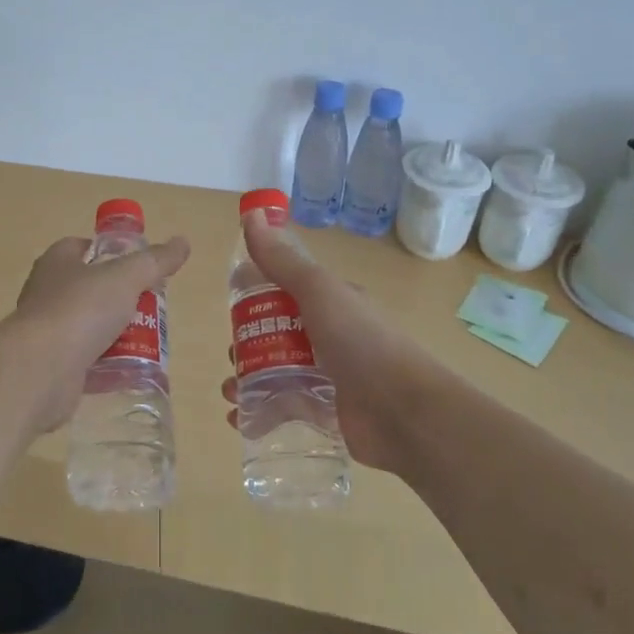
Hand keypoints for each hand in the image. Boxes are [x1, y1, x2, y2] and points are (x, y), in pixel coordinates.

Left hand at [12, 233, 189, 433]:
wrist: (41, 369)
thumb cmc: (80, 310)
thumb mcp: (125, 278)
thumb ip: (154, 261)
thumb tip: (182, 242)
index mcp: (57, 262)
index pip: (82, 246)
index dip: (109, 252)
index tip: (137, 265)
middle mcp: (46, 292)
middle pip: (89, 288)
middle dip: (119, 297)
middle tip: (151, 306)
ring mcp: (47, 331)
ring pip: (88, 326)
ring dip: (115, 333)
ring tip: (147, 341)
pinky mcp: (52, 365)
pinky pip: (85, 360)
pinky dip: (106, 365)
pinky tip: (129, 370)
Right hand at [220, 212, 443, 473]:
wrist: (405, 413)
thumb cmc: (361, 343)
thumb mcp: (318, 292)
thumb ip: (282, 260)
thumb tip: (251, 213)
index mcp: (330, 301)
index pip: (283, 289)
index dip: (254, 293)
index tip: (227, 303)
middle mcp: (328, 334)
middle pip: (275, 332)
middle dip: (245, 342)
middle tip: (230, 356)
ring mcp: (327, 375)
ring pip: (276, 371)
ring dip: (247, 379)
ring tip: (229, 393)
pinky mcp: (325, 411)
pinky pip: (285, 407)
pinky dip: (260, 412)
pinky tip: (239, 419)